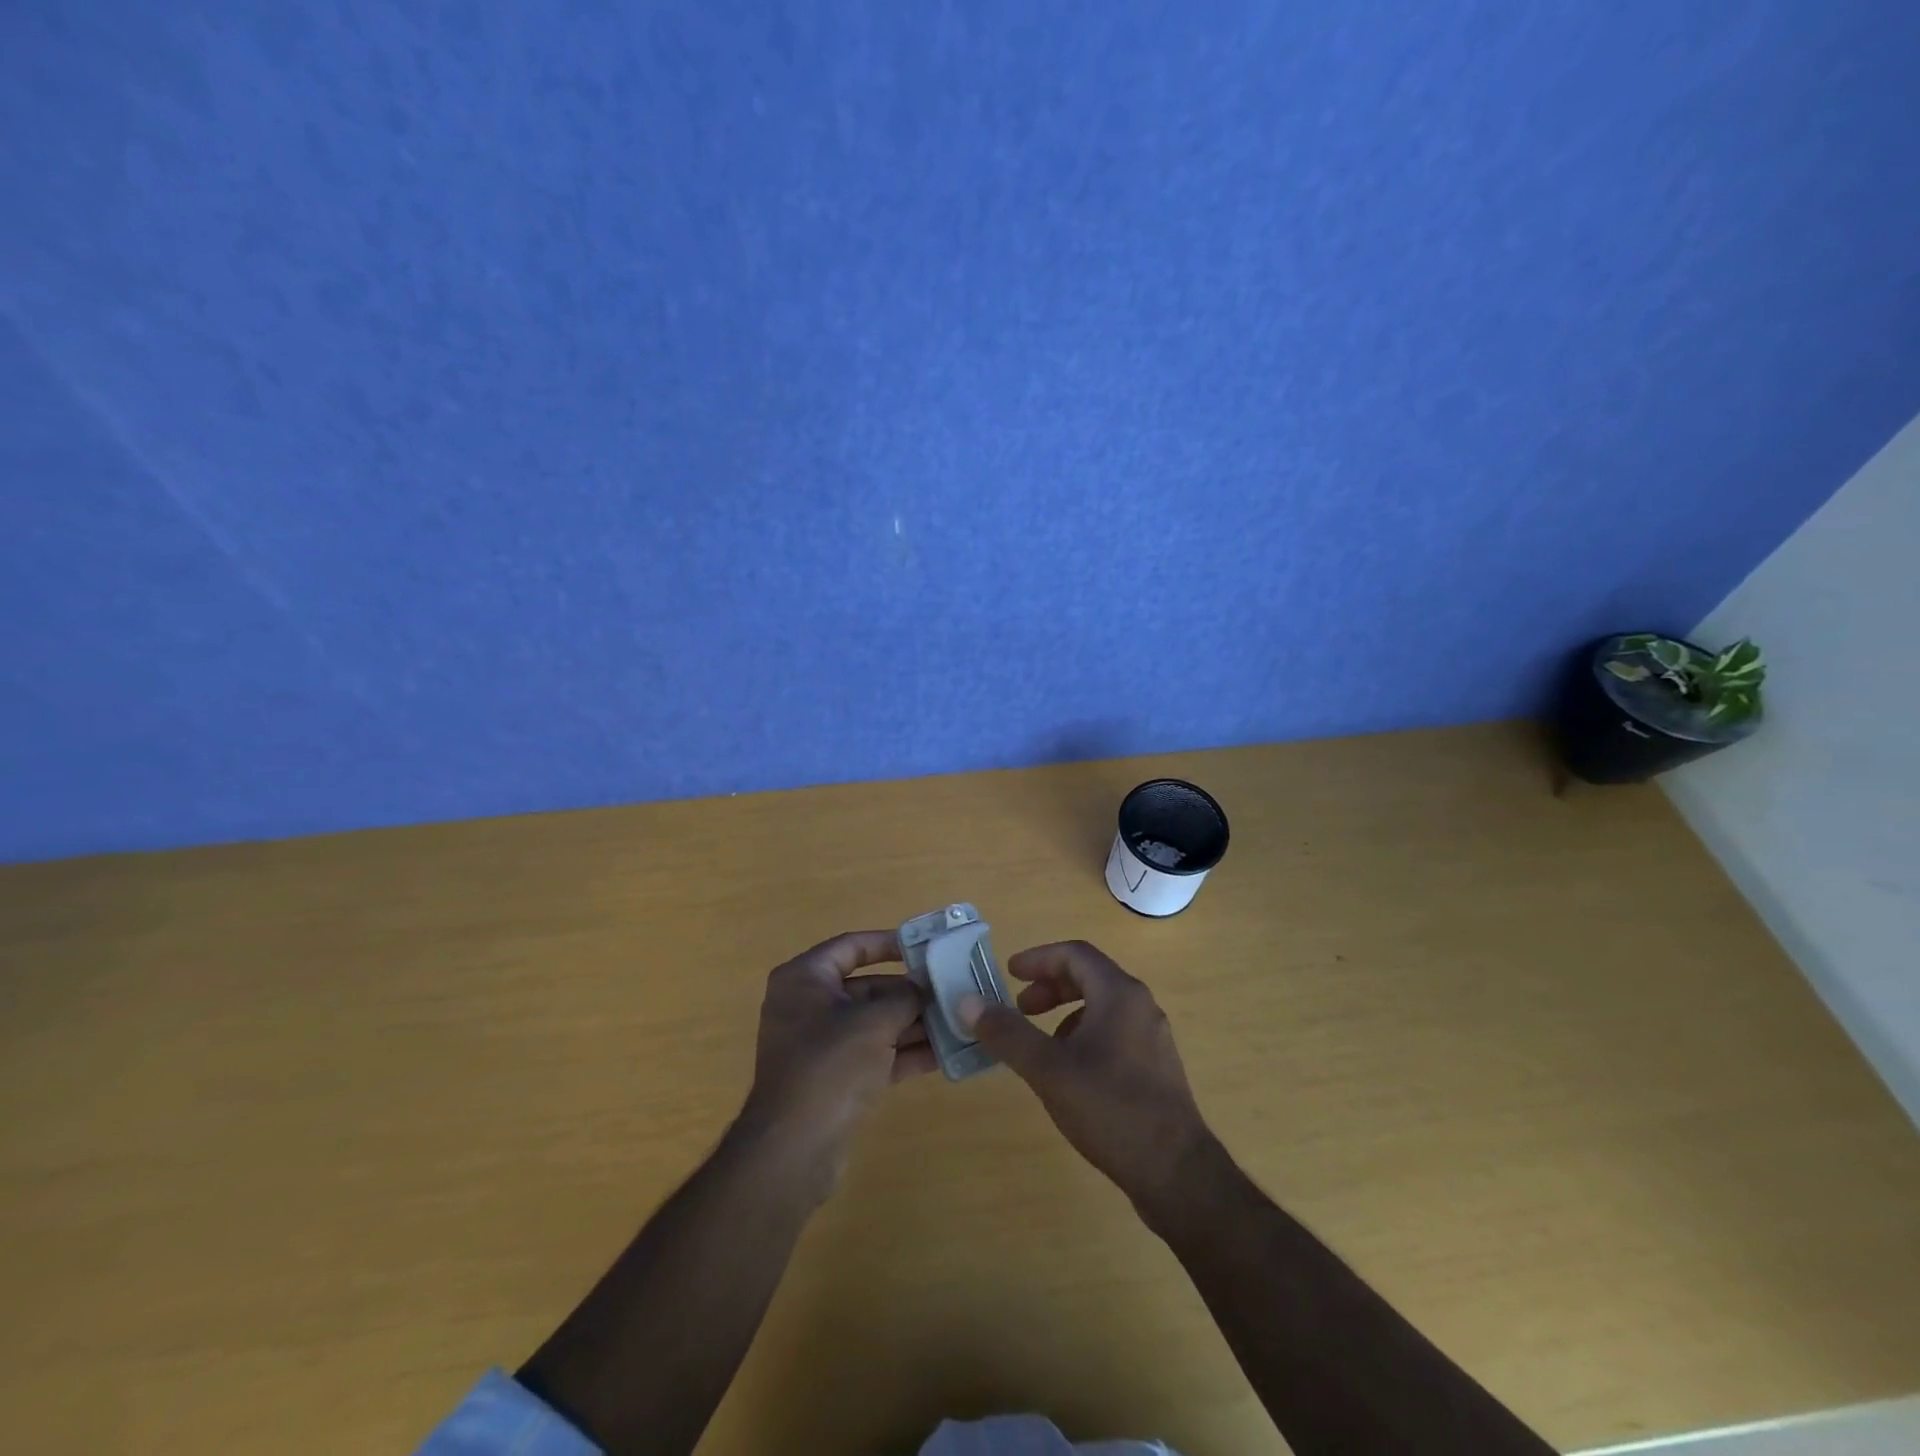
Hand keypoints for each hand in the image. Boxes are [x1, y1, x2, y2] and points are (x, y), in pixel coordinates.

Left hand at [737, 930, 933, 1192]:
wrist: (794, 1150)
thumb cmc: (830, 1066)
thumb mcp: (873, 1023)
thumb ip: (905, 997)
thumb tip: (926, 984)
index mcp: (805, 980)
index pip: (851, 946)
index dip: (888, 943)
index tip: (924, 946)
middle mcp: (809, 1006)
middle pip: (867, 987)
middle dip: (909, 992)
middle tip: (950, 989)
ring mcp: (821, 1045)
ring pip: (874, 1024)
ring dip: (912, 1023)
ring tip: (956, 1020)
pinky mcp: (835, 1079)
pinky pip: (875, 1055)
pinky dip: (904, 1053)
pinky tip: (945, 1054)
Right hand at [959, 941, 1213, 1211]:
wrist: (1177, 1174)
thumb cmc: (1111, 1109)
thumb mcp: (1049, 1070)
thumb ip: (1008, 1033)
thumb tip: (968, 1001)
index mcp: (1119, 994)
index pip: (1074, 954)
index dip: (1038, 958)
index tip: (1009, 973)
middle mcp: (1140, 1006)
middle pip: (1090, 976)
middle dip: (1050, 986)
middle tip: (1020, 1007)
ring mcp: (1152, 1038)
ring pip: (1102, 1006)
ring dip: (1066, 1013)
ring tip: (1040, 1044)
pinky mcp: (1156, 1068)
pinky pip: (1113, 1032)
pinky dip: (1084, 1036)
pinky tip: (1070, 1073)